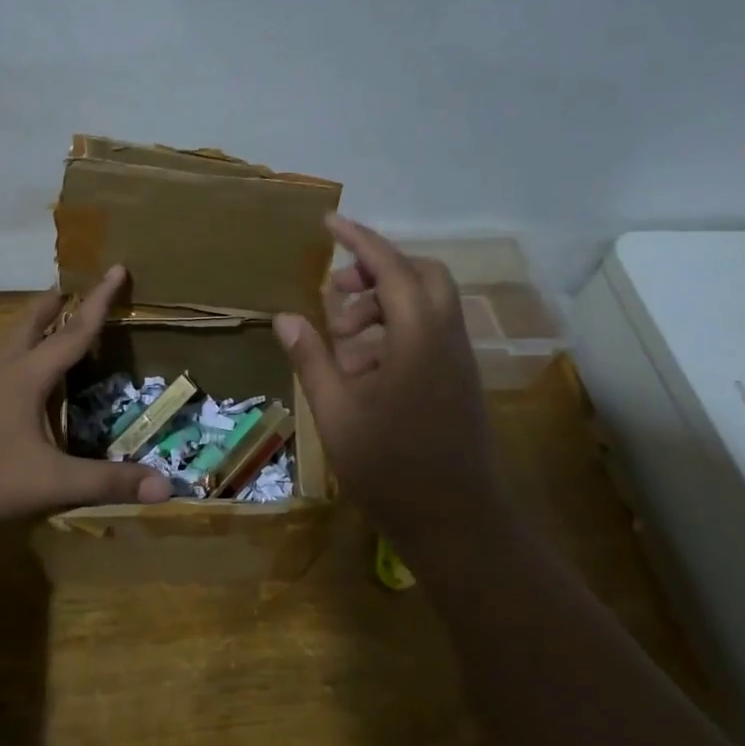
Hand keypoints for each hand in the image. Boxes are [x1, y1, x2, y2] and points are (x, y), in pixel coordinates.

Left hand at [0, 266, 172, 536]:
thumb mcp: (51, 482)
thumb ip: (106, 482)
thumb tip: (167, 485)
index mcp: (27, 378)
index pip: (73, 332)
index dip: (99, 302)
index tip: (116, 268)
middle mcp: (0, 376)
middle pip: (28, 328)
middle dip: (51, 306)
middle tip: (65, 289)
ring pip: (7, 351)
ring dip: (29, 333)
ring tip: (43, 330)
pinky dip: (14, 368)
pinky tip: (14, 393)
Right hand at [273, 216, 495, 548]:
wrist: (457, 522)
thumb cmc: (391, 467)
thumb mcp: (336, 411)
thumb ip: (312, 357)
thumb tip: (285, 316)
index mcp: (417, 336)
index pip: (390, 267)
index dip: (359, 240)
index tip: (329, 223)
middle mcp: (445, 337)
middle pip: (421, 275)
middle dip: (377, 270)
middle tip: (337, 293)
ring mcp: (457, 359)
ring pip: (426, 304)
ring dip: (383, 304)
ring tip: (341, 340)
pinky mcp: (459, 380)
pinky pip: (430, 332)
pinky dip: (396, 330)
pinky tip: (364, 368)